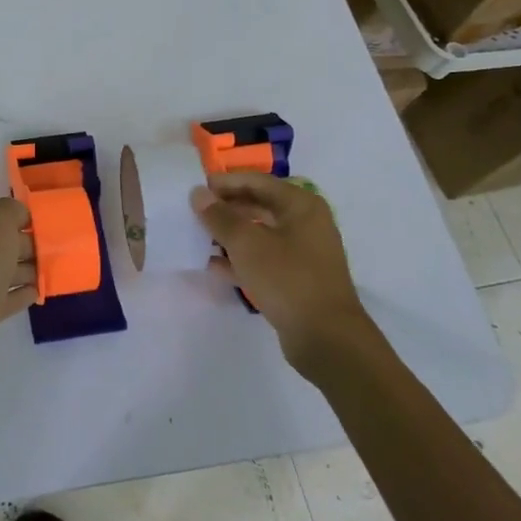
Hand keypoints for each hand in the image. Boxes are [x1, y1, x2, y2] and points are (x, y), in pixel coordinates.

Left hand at [0, 199, 38, 388]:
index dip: (17, 214)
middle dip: (26, 243)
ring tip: (53, 269)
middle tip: (56, 248)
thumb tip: (20, 215)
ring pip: (3, 270)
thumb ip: (11, 210)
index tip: (45, 222)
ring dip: (27, 269)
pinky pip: (5, 298)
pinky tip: (39, 292)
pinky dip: (21, 294)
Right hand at [192, 172, 373, 376]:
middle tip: (194, 212)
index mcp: (300, 205)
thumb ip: (219, 216)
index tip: (195, 189)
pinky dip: (240, 259)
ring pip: (259, 234)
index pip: (256, 181)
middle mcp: (305, 223)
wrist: (326, 338)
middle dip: (226, 208)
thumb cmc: (287, 278)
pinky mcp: (297, 279)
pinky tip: (213, 265)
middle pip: (259, 205)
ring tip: (198, 237)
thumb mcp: (246, 243)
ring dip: (230, 234)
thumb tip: (198, 193)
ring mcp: (303, 253)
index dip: (225, 182)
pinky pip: (263, 259)